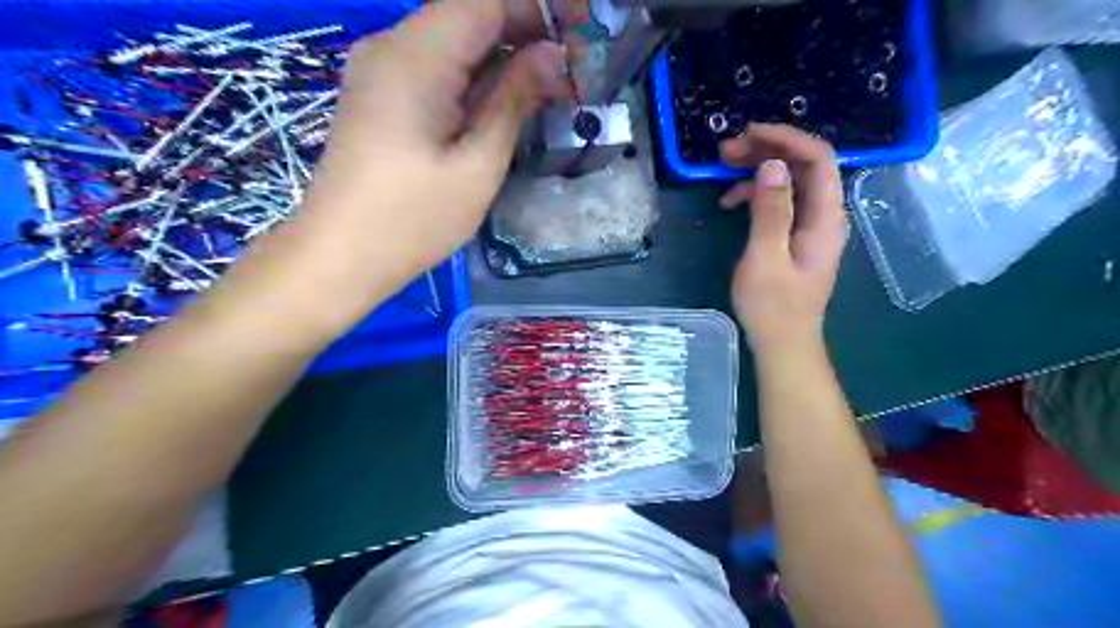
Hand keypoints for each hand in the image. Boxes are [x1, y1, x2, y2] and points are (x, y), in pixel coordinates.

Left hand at [295, 0, 570, 290]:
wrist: (341, 255)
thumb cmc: (413, 219)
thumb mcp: (478, 164)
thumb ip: (514, 101)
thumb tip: (552, 56)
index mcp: (416, 56)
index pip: (485, 2)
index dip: (538, 8)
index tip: (582, 29)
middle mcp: (392, 47)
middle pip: (468, 15)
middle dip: (523, 31)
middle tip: (570, 68)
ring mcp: (381, 70)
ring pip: (452, 42)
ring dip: (501, 57)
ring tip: (546, 87)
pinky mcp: (380, 96)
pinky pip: (435, 68)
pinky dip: (474, 77)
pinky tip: (502, 103)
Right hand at [721, 124, 843, 352]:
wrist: (782, 343)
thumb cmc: (773, 307)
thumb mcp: (765, 258)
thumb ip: (770, 211)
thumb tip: (771, 166)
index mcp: (825, 218)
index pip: (818, 159)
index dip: (786, 138)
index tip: (748, 134)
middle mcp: (825, 215)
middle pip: (804, 165)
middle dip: (768, 149)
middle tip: (726, 149)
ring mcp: (811, 226)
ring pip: (790, 181)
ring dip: (759, 168)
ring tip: (723, 168)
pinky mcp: (796, 236)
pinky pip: (781, 201)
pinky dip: (757, 193)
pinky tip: (730, 201)